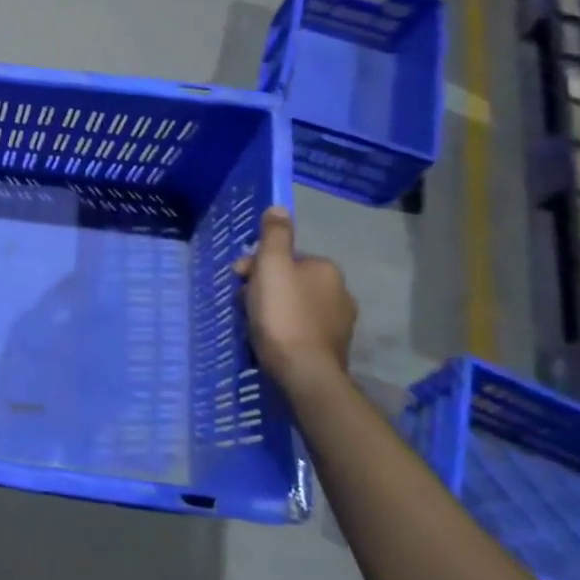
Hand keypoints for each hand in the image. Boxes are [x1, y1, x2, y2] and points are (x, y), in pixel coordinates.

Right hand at [234, 206, 355, 378]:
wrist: (304, 372)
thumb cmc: (282, 314)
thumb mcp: (271, 266)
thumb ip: (275, 235)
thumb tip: (279, 208)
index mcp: (326, 269)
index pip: (284, 258)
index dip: (256, 266)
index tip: (239, 280)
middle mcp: (340, 292)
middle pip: (289, 281)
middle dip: (263, 289)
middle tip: (243, 306)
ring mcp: (339, 323)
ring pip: (294, 305)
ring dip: (273, 310)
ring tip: (253, 326)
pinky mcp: (333, 348)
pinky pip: (301, 329)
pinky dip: (285, 331)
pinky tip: (270, 341)